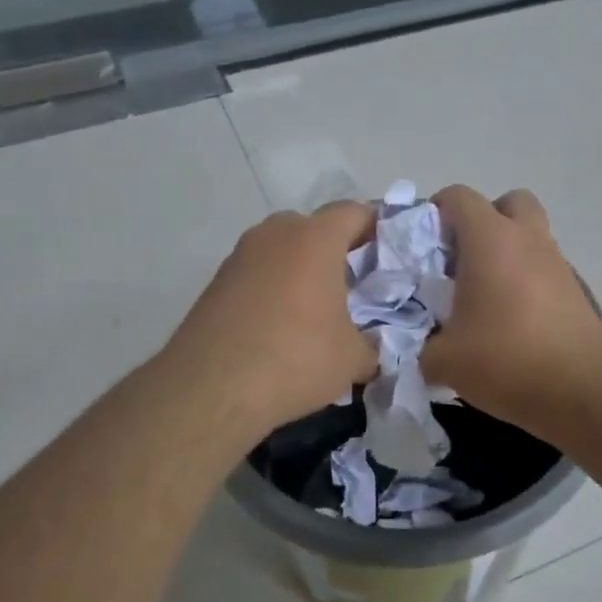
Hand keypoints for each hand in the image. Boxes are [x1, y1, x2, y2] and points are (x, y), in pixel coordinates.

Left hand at [162, 202, 378, 439]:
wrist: (210, 389)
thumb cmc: (295, 359)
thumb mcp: (353, 359)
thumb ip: (371, 345)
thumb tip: (370, 350)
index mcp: (315, 238)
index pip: (355, 212)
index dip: (378, 228)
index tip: (391, 254)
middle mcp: (275, 234)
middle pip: (316, 228)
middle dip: (338, 250)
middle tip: (356, 285)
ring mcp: (240, 255)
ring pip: (283, 250)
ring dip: (302, 270)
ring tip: (318, 309)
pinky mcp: (217, 281)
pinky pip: (259, 273)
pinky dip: (275, 288)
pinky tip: (282, 326)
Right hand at [424, 185, 601, 438]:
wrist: (582, 389)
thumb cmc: (506, 358)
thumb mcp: (444, 360)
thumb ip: (422, 346)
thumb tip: (421, 348)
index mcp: (491, 239)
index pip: (459, 197)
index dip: (436, 212)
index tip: (422, 245)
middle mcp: (528, 239)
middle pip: (508, 203)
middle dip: (484, 222)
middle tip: (463, 259)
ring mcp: (557, 263)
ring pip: (530, 237)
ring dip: (507, 253)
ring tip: (484, 297)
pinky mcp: (576, 291)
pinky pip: (544, 270)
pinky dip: (526, 281)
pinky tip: (511, 321)